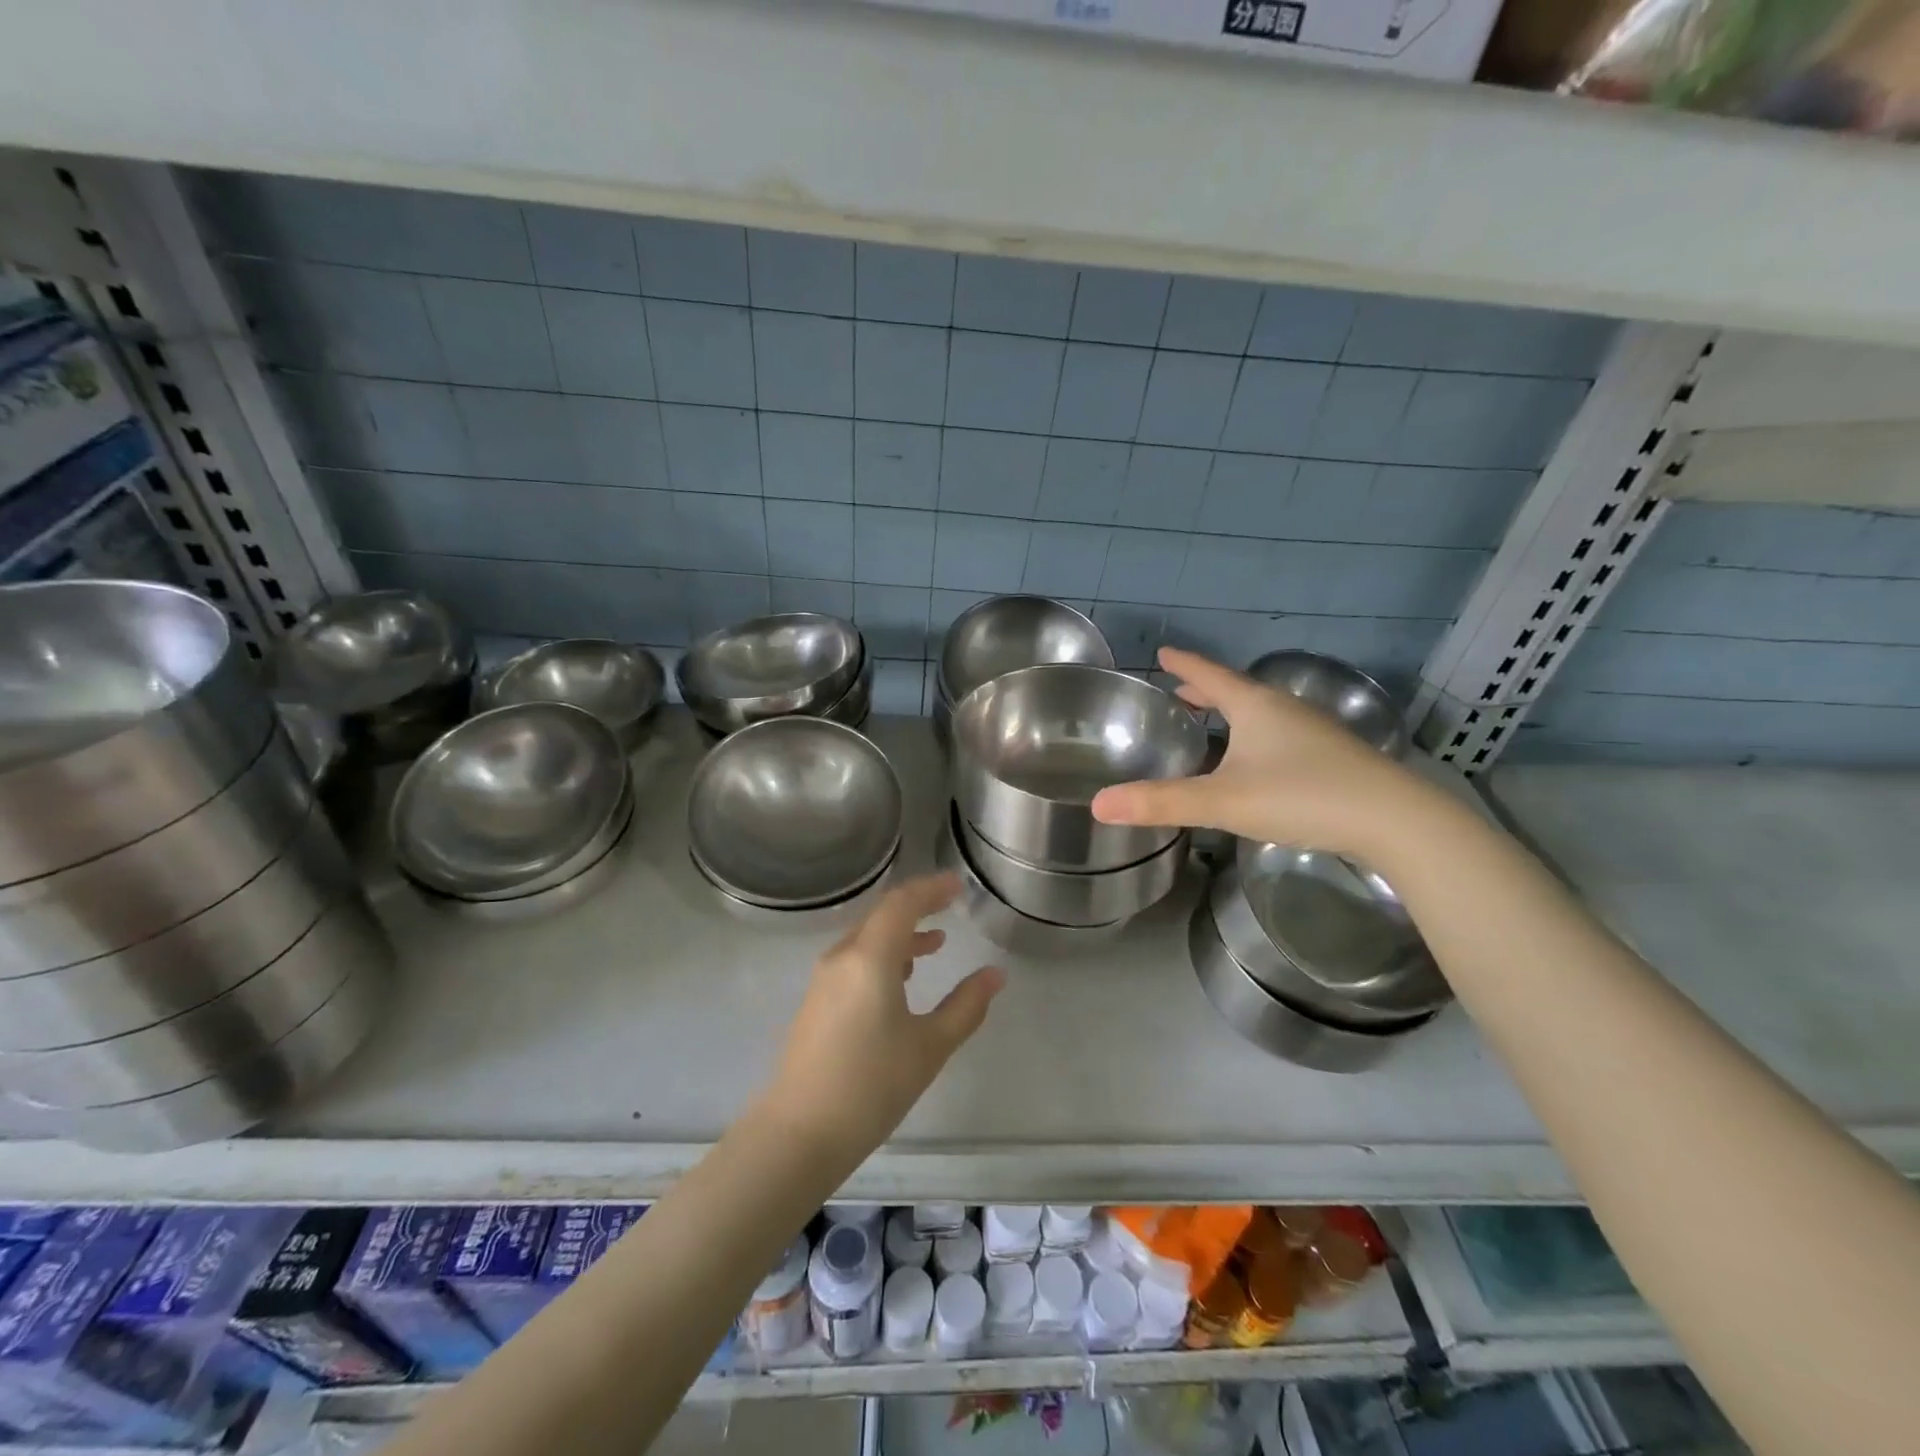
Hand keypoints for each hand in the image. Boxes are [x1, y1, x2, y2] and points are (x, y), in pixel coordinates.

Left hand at [759, 874, 1003, 1162]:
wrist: (800, 1132)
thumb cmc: (872, 1085)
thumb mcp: (930, 1046)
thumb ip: (966, 1006)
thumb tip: (995, 974)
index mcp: (870, 958)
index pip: (902, 904)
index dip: (931, 889)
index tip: (957, 883)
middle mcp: (843, 957)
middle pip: (881, 916)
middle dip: (917, 907)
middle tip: (950, 905)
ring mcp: (824, 979)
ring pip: (867, 938)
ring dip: (901, 934)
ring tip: (935, 943)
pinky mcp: (817, 1001)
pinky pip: (854, 959)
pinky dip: (883, 955)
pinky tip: (901, 978)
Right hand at [1091, 647, 1446, 861]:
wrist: (1395, 821)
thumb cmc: (1302, 796)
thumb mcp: (1223, 801)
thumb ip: (1161, 802)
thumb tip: (1098, 804)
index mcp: (1256, 707)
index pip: (1210, 676)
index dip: (1184, 665)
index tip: (1164, 652)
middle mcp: (1284, 710)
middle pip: (1236, 691)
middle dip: (1206, 690)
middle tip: (1180, 691)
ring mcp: (1313, 733)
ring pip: (1261, 714)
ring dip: (1232, 714)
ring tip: (1211, 723)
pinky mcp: (1331, 758)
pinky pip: (1280, 735)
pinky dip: (1255, 736)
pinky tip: (1255, 761)